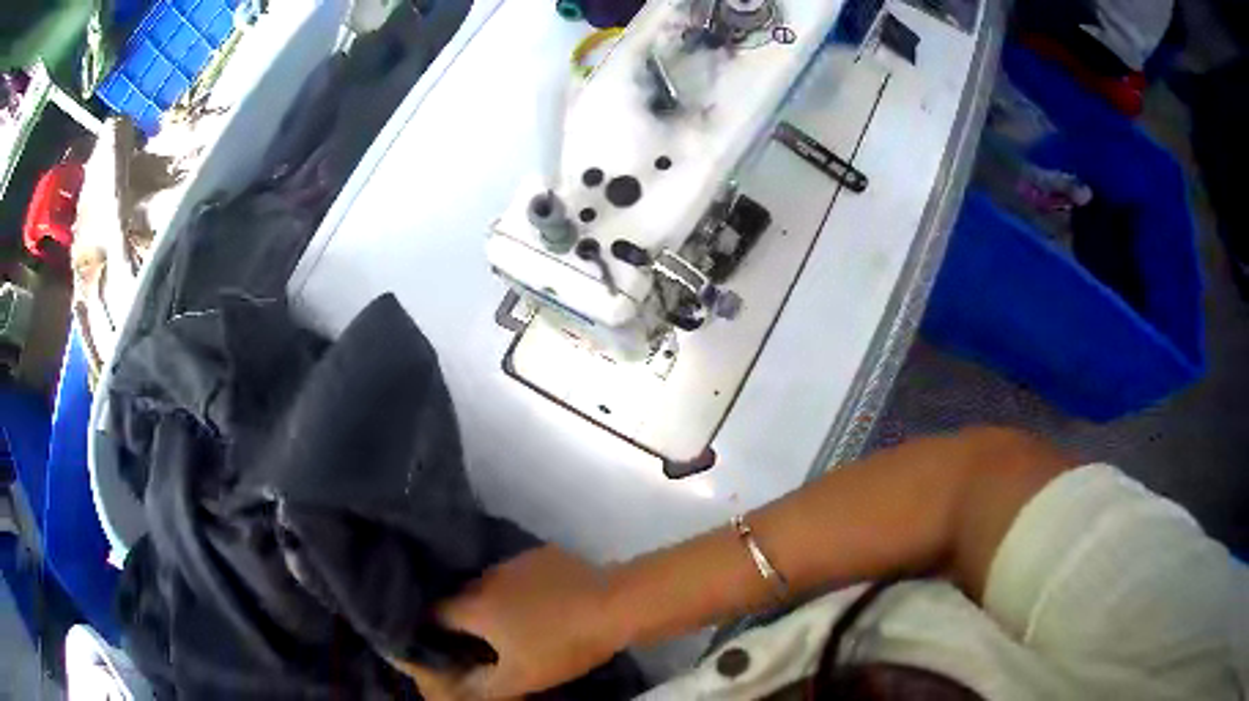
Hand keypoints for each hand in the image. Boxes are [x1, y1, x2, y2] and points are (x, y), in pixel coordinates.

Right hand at [396, 546, 630, 698]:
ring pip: (491, 583)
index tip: (440, 645)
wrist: (616, 605)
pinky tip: (539, 604)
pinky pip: (520, 574)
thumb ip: (481, 686)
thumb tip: (453, 687)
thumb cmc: (562, 644)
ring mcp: (517, 561)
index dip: (432, 630)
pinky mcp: (544, 555)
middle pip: (462, 597)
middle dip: (463, 618)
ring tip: (509, 622)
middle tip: (476, 640)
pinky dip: (520, 589)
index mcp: (475, 604)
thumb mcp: (520, 677)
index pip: (435, 613)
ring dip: (493, 601)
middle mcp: (487, 576)